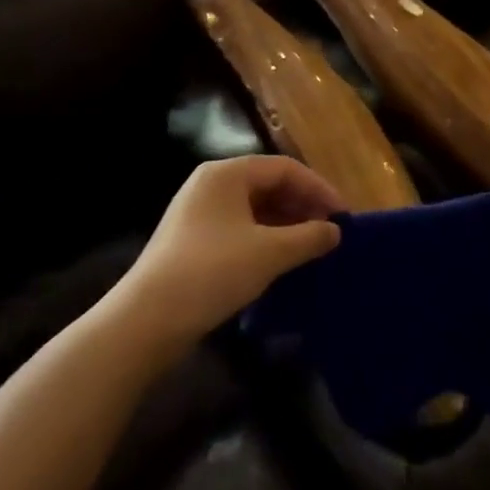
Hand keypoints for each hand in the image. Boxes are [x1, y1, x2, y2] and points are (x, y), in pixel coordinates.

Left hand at [120, 156, 342, 347]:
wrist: (146, 320)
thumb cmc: (212, 272)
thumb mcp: (269, 253)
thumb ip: (309, 237)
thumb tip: (335, 231)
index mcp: (227, 174)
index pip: (285, 168)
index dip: (319, 189)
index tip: (343, 216)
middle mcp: (211, 185)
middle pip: (269, 185)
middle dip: (303, 207)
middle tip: (330, 233)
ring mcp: (198, 213)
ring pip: (254, 209)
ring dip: (286, 226)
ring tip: (311, 249)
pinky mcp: (192, 241)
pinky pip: (240, 229)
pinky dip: (265, 240)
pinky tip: (281, 262)